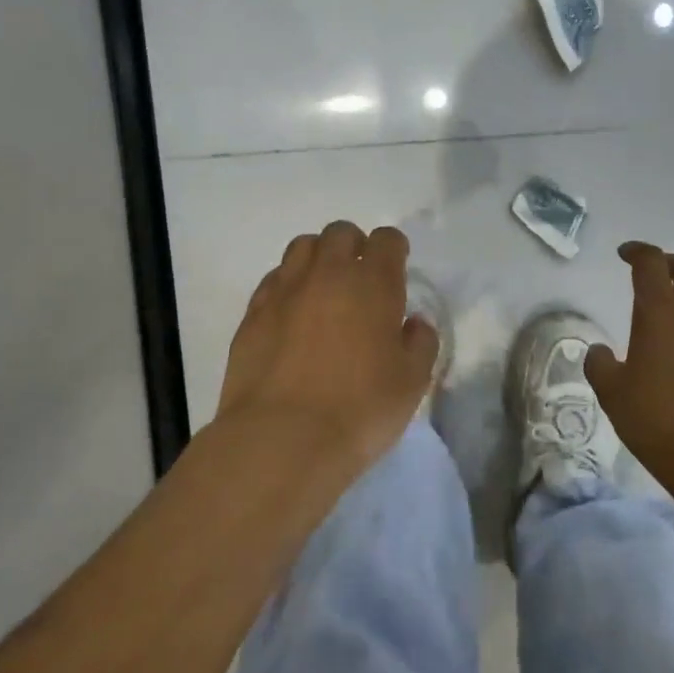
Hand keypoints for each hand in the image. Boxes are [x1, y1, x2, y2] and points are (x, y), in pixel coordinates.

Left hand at [216, 221, 438, 469]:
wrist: (282, 440)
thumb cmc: (360, 409)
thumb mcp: (412, 381)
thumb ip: (420, 343)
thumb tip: (413, 323)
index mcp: (373, 283)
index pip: (387, 239)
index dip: (394, 249)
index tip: (397, 268)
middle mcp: (327, 274)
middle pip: (340, 233)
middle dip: (354, 246)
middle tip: (360, 279)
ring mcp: (285, 290)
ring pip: (302, 248)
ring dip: (319, 259)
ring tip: (324, 291)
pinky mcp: (252, 314)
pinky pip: (274, 280)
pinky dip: (288, 285)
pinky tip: (293, 316)